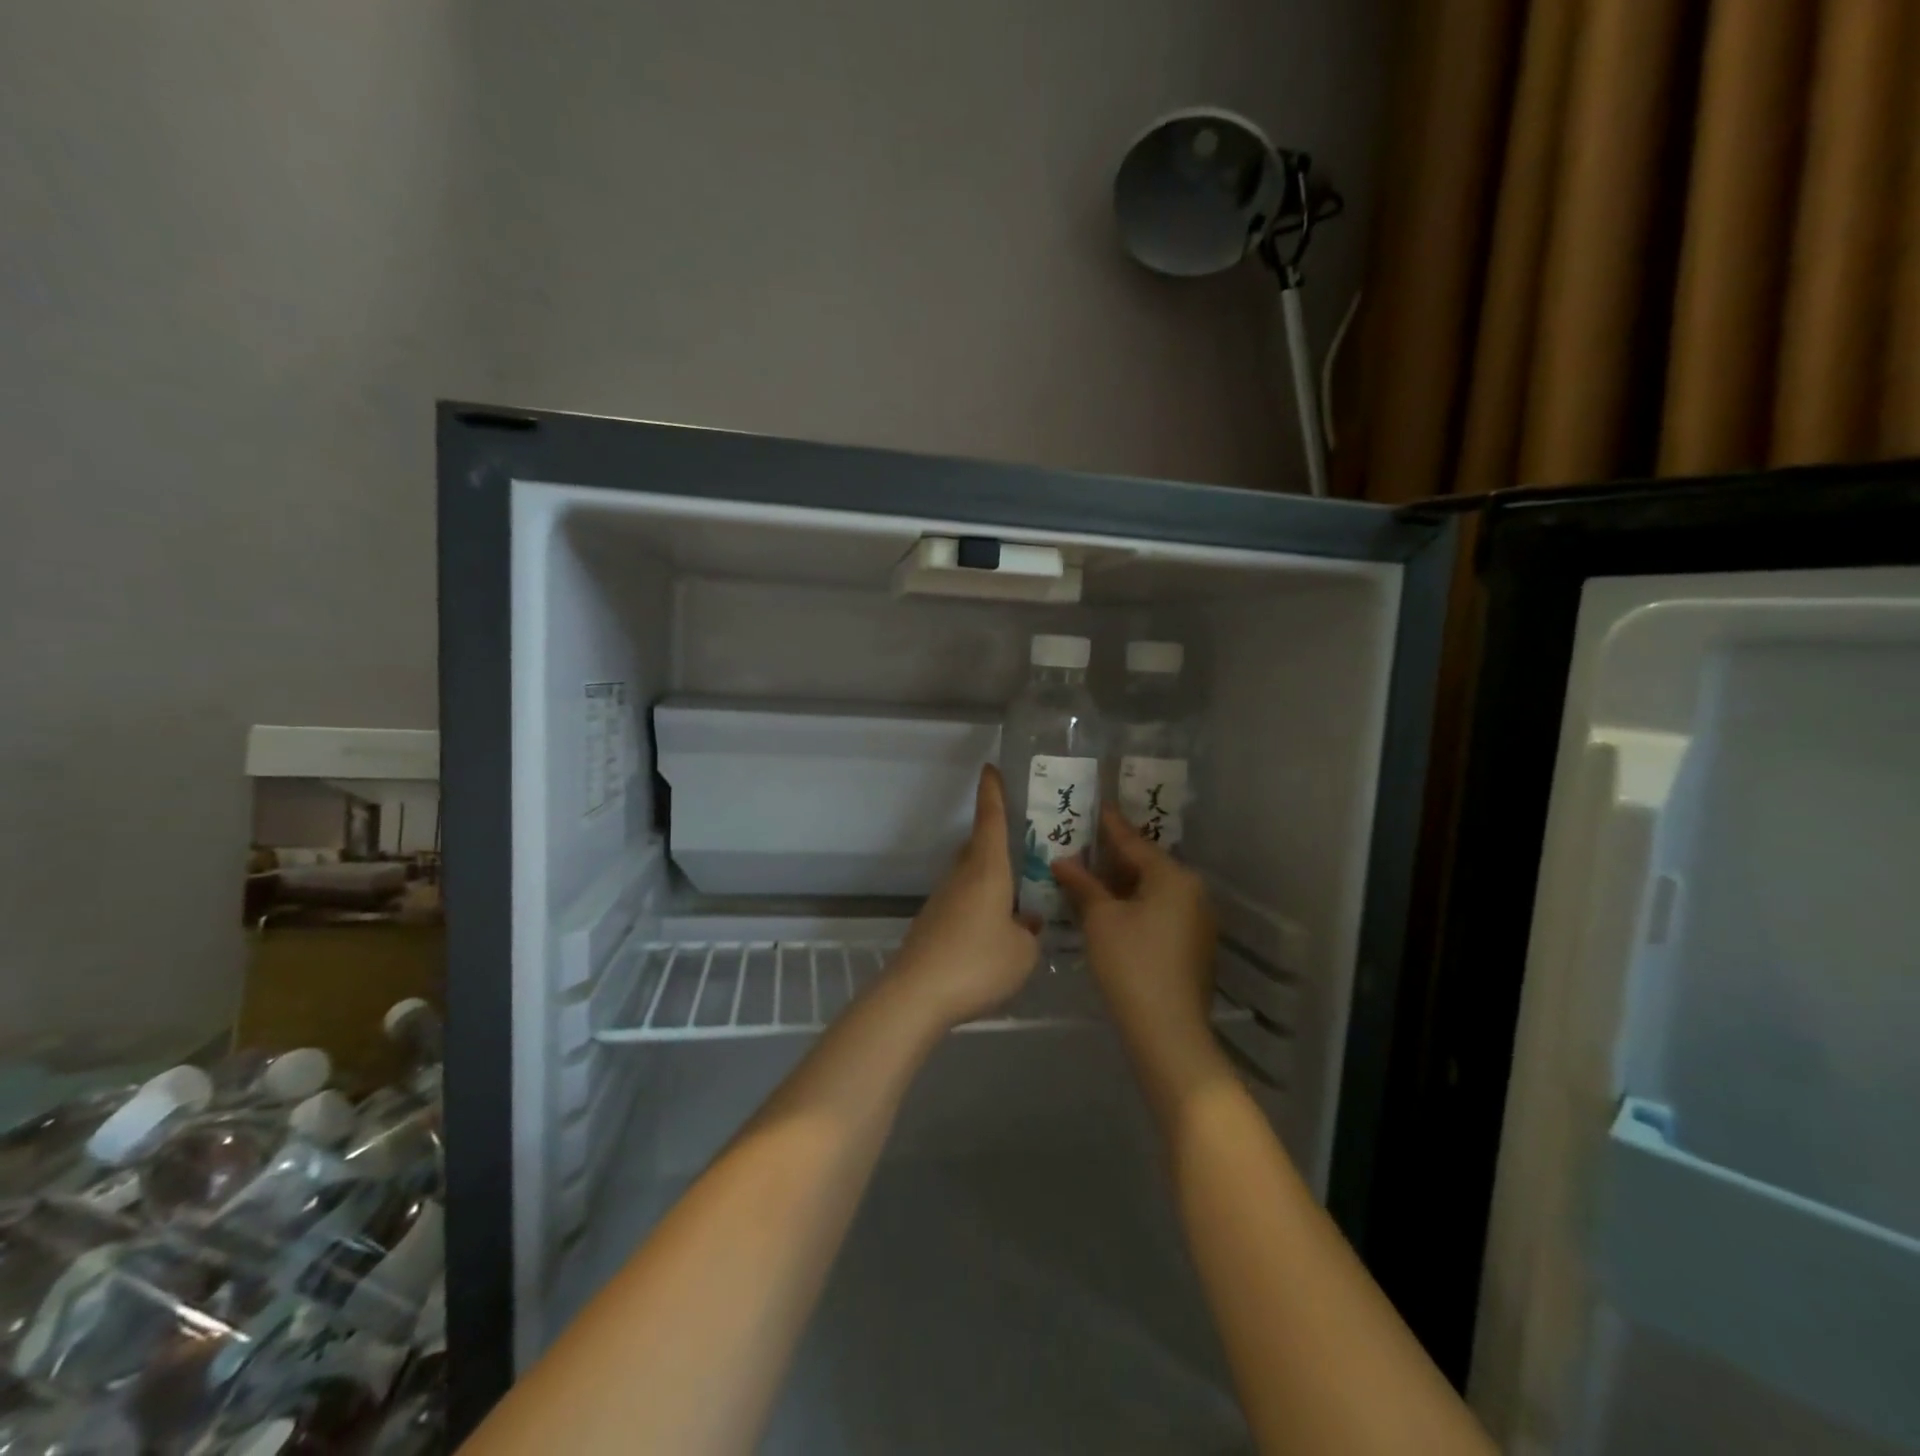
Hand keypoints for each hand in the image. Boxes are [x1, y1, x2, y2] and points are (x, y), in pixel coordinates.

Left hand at [887, 765, 1038, 1027]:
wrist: (916, 994)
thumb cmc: (977, 962)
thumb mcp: (1022, 952)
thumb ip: (1030, 932)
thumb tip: (1026, 922)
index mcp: (987, 870)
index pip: (990, 820)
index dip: (992, 792)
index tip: (990, 768)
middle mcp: (962, 876)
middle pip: (978, 846)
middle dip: (997, 839)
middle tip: (1025, 843)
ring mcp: (943, 900)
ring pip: (971, 875)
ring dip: (992, 878)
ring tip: (1019, 895)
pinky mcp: (933, 924)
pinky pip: (964, 901)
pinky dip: (981, 904)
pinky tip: (996, 932)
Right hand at [1053, 807, 1216, 1057]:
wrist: (1168, 1031)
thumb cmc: (1130, 964)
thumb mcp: (1100, 919)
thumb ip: (1082, 885)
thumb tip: (1062, 861)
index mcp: (1173, 876)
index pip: (1133, 842)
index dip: (1109, 825)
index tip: (1095, 806)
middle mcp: (1192, 891)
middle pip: (1146, 865)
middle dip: (1112, 858)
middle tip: (1081, 846)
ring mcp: (1197, 920)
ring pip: (1152, 890)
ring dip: (1121, 884)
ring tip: (1088, 877)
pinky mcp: (1192, 945)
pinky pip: (1159, 910)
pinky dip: (1134, 905)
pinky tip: (1109, 911)